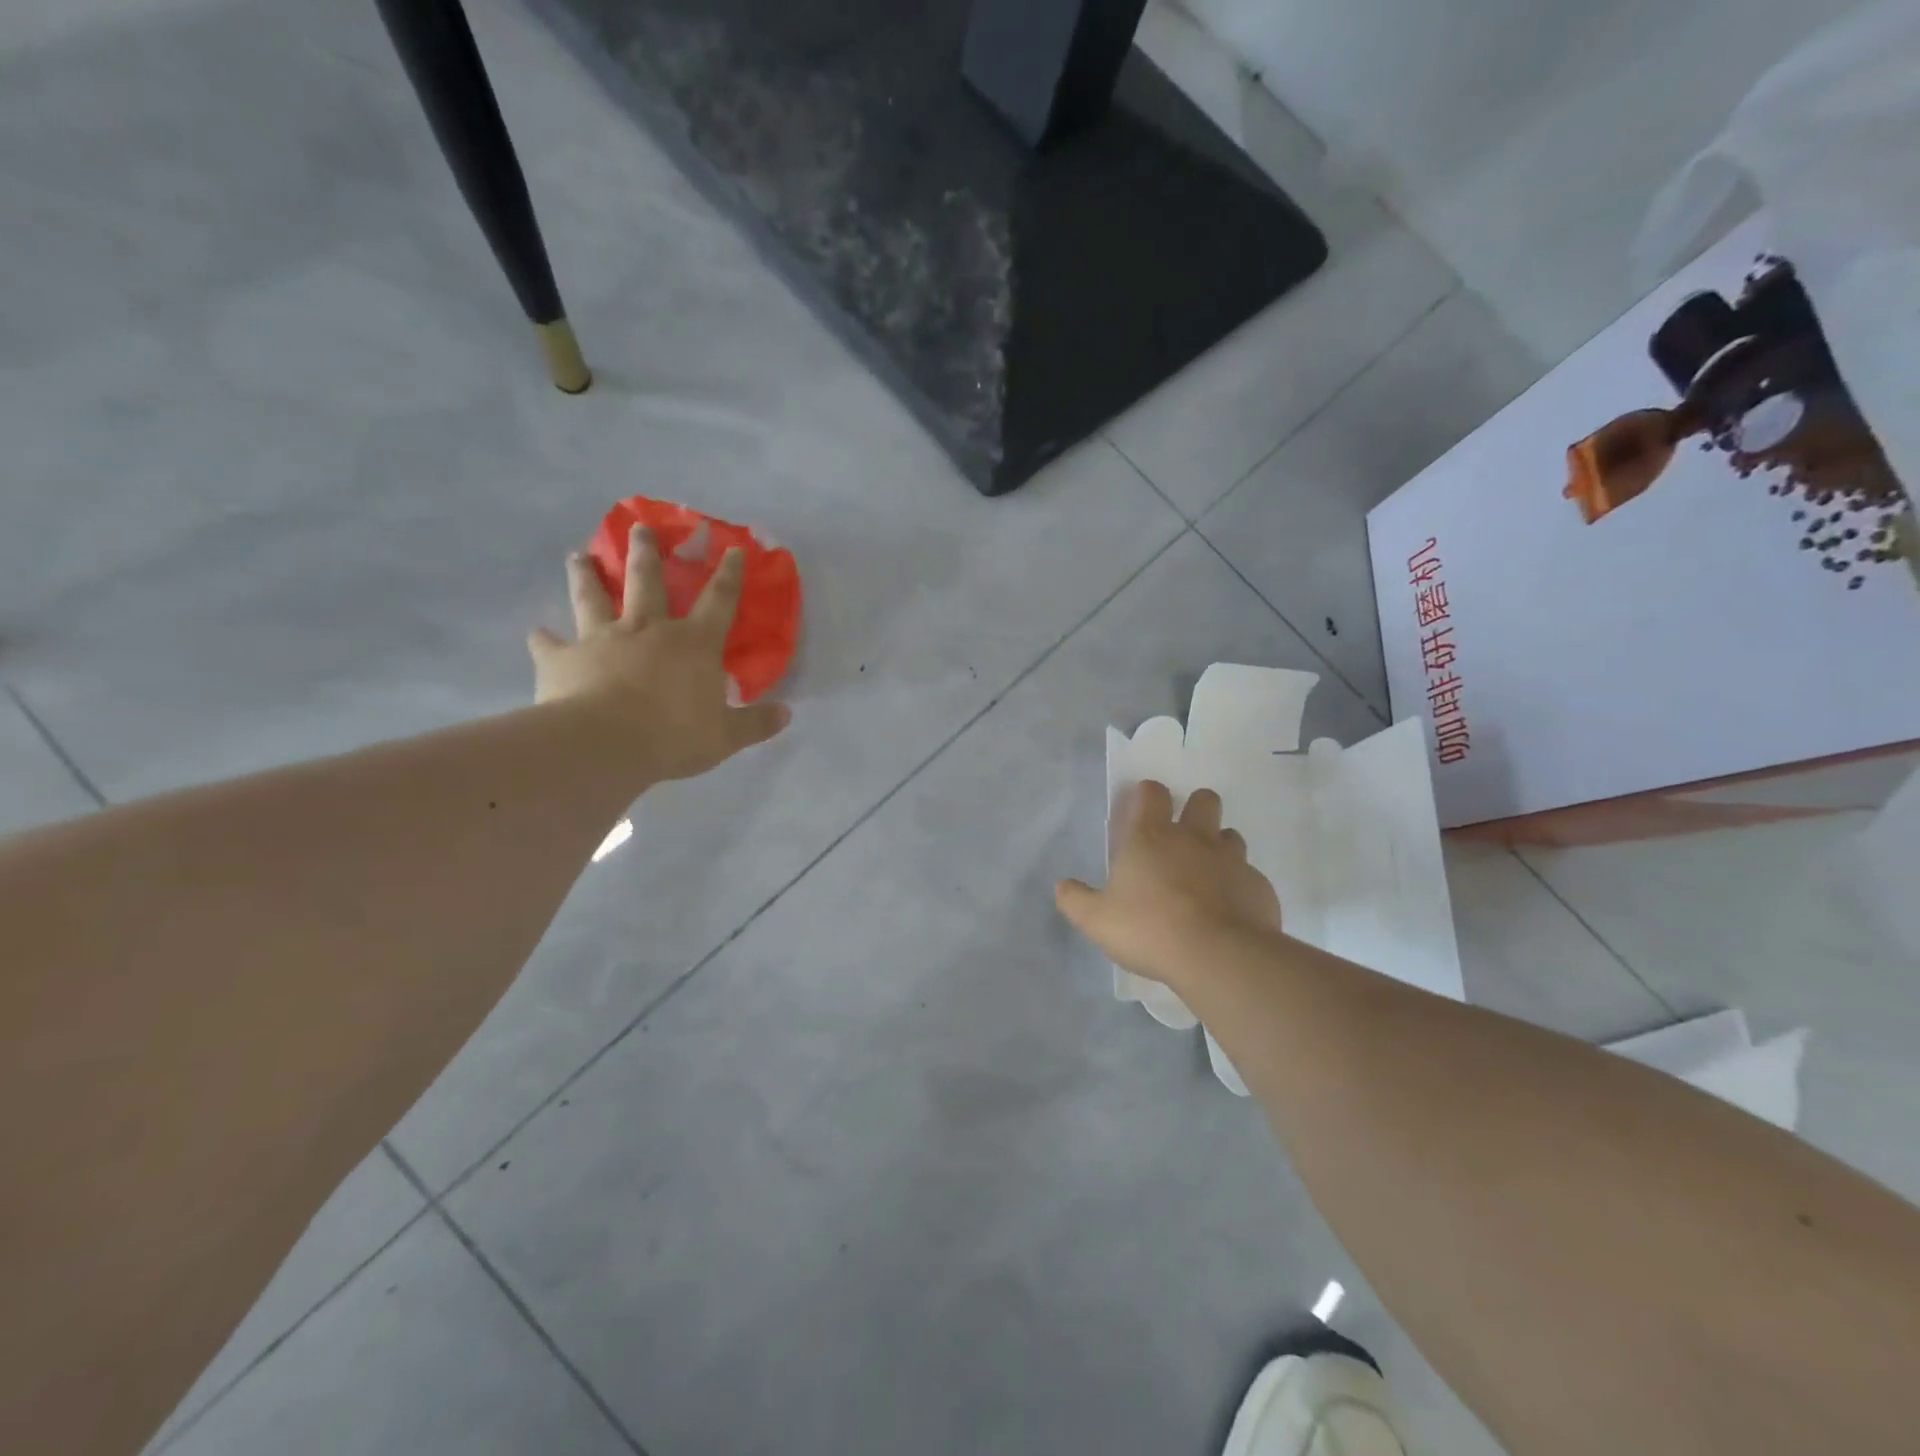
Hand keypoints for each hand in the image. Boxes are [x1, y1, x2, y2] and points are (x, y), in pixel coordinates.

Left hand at [528, 526, 788, 782]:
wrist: (605, 744)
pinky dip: (543, 639)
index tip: (732, 548)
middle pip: (647, 582)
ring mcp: (602, 639)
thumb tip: (787, 714)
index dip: (729, 575)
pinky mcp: (564, 659)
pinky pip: (550, 645)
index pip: (718, 601)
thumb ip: (755, 723)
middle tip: (638, 526)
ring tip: (577, 556)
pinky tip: (536, 633)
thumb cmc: (675, 736)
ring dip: (586, 575)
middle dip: (646, 552)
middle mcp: (648, 629)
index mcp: (693, 644)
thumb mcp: (726, 736)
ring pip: (593, 598)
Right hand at [1056, 782, 1281, 988]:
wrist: (1218, 957)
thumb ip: (1075, 900)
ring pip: (1231, 836)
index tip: (1142, 809)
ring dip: (1219, 847)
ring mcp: (1232, 860)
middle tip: (1182, 836)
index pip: (1152, 792)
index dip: (1147, 794)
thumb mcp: (1097, 920)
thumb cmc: (1149, 928)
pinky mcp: (1259, 886)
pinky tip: (1228, 911)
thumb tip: (1062, 886)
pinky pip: (1249, 876)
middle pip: (1204, 800)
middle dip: (1195, 808)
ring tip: (1206, 875)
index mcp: (1151, 836)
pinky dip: (1238, 886)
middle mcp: (1194, 838)